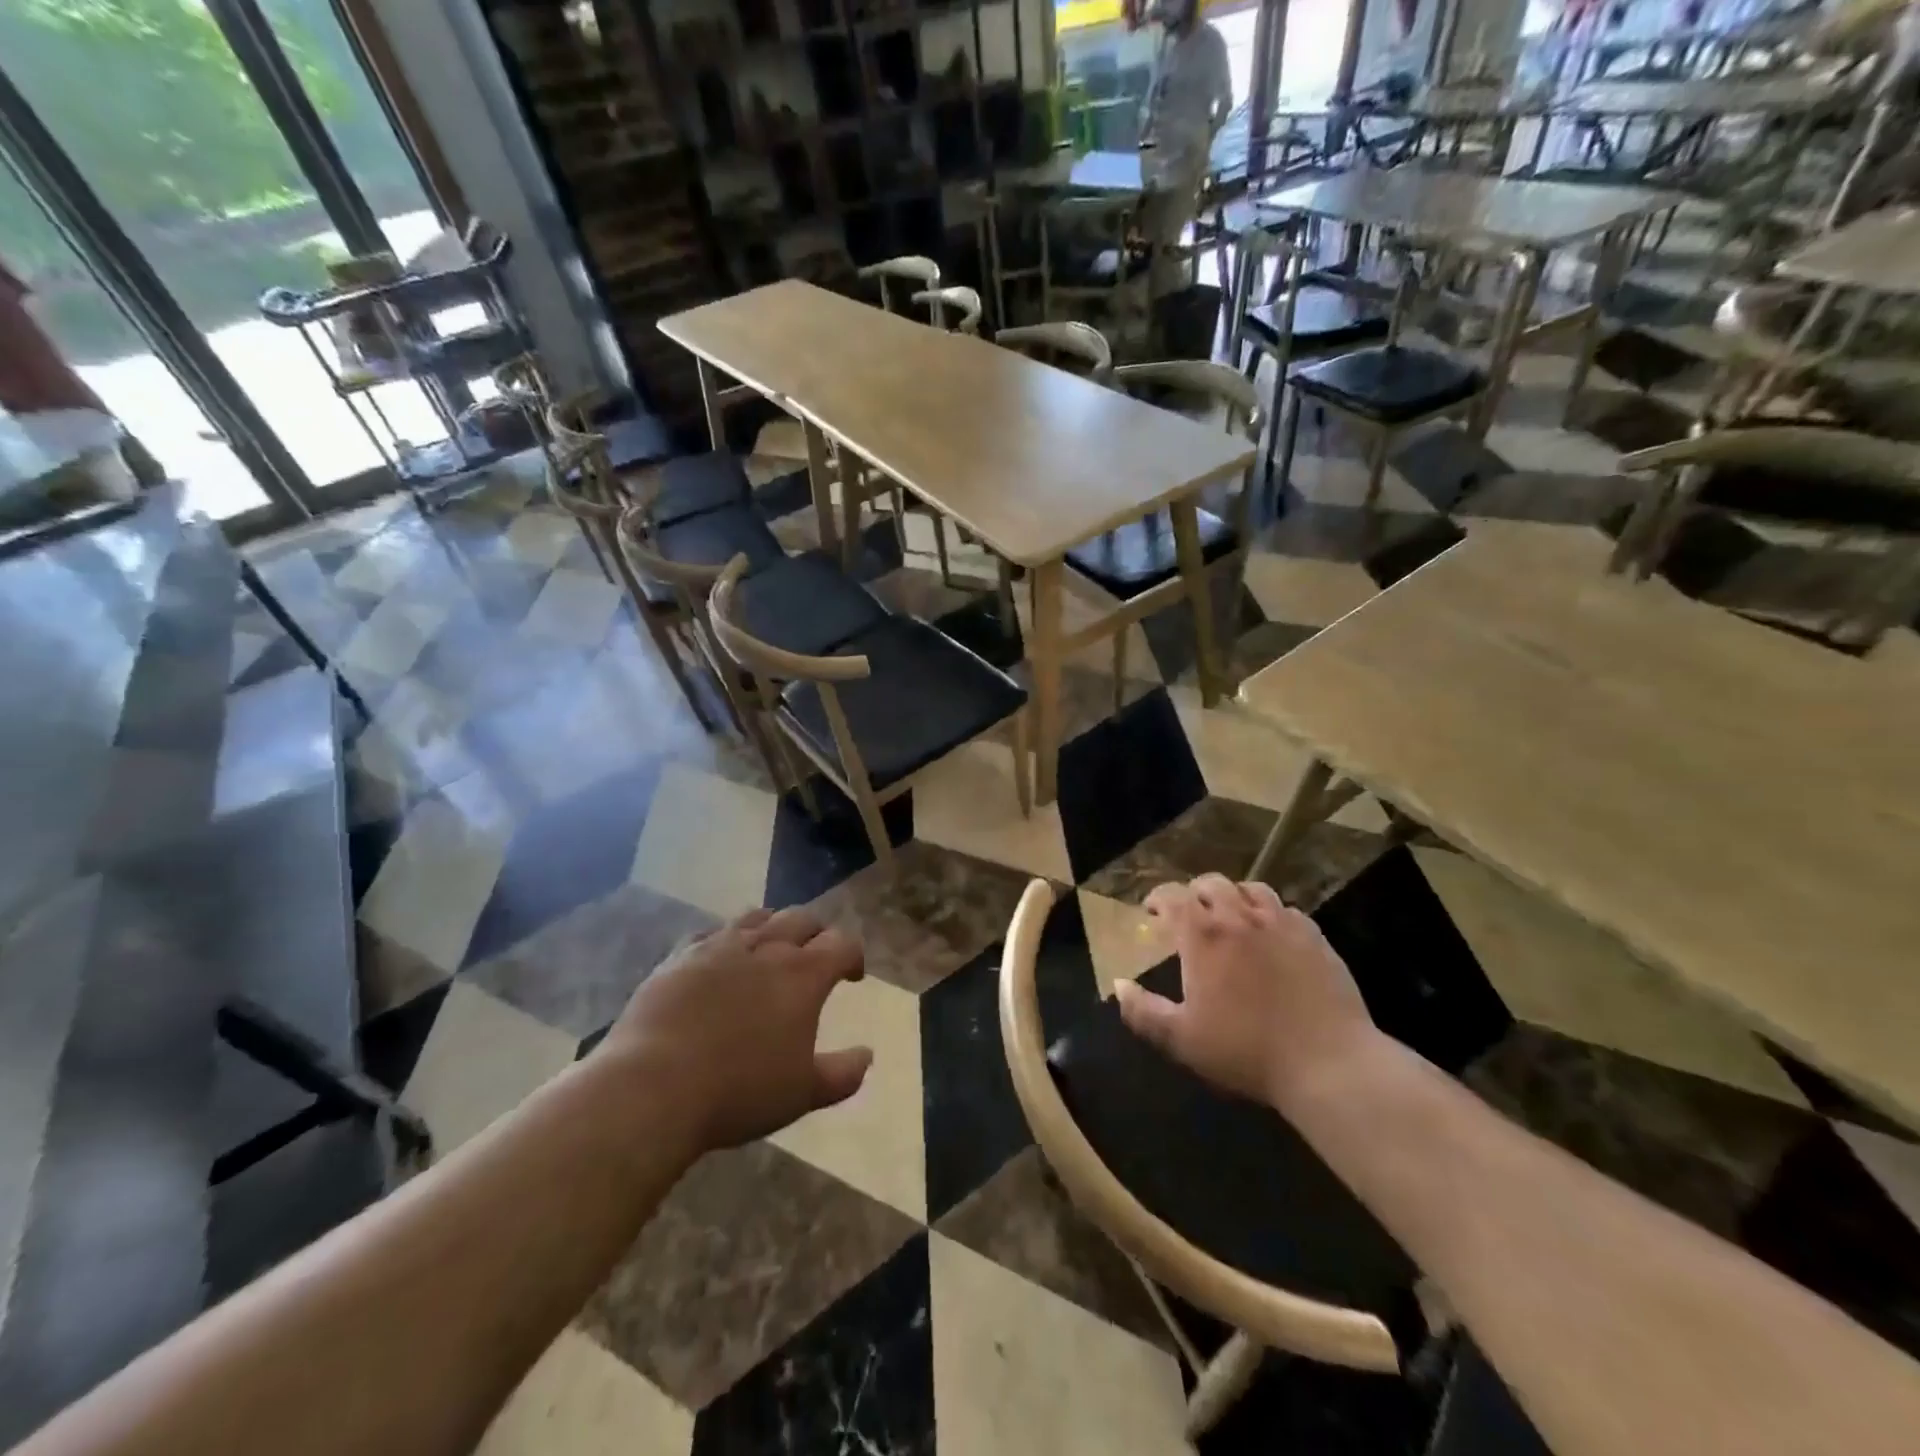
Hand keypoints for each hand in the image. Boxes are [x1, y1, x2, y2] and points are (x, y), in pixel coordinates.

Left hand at [593, 907, 871, 1152]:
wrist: (652, 1086)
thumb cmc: (738, 1091)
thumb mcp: (802, 1093)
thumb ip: (842, 1074)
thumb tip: (867, 1056)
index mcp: (803, 974)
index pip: (842, 944)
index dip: (853, 955)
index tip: (852, 976)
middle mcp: (766, 948)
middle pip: (801, 919)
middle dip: (816, 933)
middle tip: (816, 955)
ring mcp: (719, 947)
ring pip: (757, 917)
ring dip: (774, 926)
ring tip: (772, 946)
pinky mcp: (680, 955)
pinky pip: (713, 932)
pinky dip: (728, 938)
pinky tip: (722, 957)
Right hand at [1113, 874, 1378, 1113]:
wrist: (1329, 1063)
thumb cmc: (1247, 1051)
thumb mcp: (1182, 1040)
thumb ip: (1143, 1012)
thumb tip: (1118, 986)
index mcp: (1204, 936)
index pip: (1173, 897)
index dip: (1158, 898)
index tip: (1152, 910)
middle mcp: (1240, 918)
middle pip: (1212, 884)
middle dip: (1194, 892)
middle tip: (1189, 912)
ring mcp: (1282, 924)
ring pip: (1252, 889)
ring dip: (1234, 895)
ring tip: (1230, 914)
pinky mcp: (1316, 938)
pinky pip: (1287, 911)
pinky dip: (1271, 914)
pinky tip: (1272, 935)